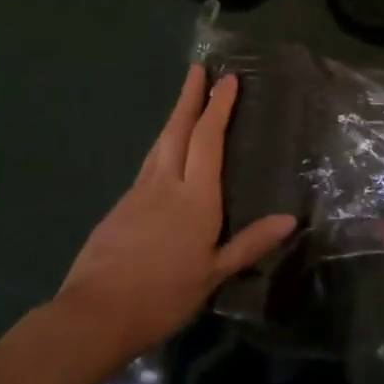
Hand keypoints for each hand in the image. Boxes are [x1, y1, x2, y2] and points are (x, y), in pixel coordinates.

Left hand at [56, 67, 295, 362]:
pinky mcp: (120, 205)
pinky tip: (165, 152)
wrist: (94, 314)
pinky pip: (149, 163)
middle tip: (198, 69)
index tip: (228, 79)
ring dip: (175, 116)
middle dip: (190, 96)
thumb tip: (289, 219)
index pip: (208, 139)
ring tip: (185, 99)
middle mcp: (167, 183)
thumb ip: (250, 243)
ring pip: (160, 142)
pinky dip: (162, 145)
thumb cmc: (162, 296)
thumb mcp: (213, 275)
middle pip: (179, 129)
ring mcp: (139, 191)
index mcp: (195, 197)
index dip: (218, 106)